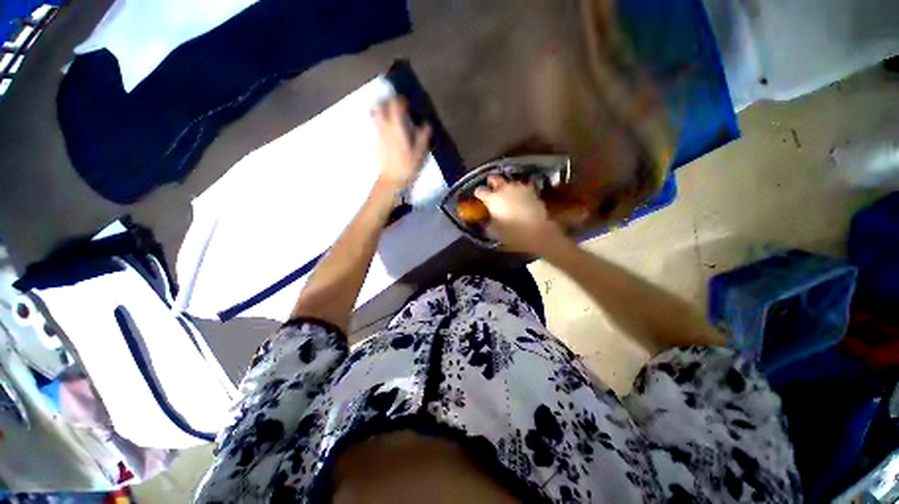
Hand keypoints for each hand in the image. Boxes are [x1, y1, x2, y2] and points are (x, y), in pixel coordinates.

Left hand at [373, 97, 431, 191]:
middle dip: (388, 102)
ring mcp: (377, 134)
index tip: (407, 103)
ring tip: (389, 114)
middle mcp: (384, 127)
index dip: (401, 101)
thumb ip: (423, 137)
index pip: (395, 105)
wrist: (392, 180)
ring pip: (375, 114)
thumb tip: (427, 125)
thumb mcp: (420, 153)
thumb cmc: (408, 167)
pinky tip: (386, 128)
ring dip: (381, 110)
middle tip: (396, 106)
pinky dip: (378, 121)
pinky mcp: (374, 141)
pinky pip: (374, 124)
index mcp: (396, 127)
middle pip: (381, 106)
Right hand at [474, 175, 567, 254]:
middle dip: (491, 181)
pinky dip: (520, 190)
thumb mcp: (494, 232)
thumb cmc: (512, 234)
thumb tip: (485, 221)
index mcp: (492, 199)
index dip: (478, 194)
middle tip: (490, 186)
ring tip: (506, 192)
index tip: (477, 197)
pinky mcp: (531, 191)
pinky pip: (523, 187)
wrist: (537, 232)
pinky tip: (520, 195)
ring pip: (509, 182)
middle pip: (495, 179)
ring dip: (506, 186)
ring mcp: (519, 188)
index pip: (480, 192)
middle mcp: (504, 190)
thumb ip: (487, 224)